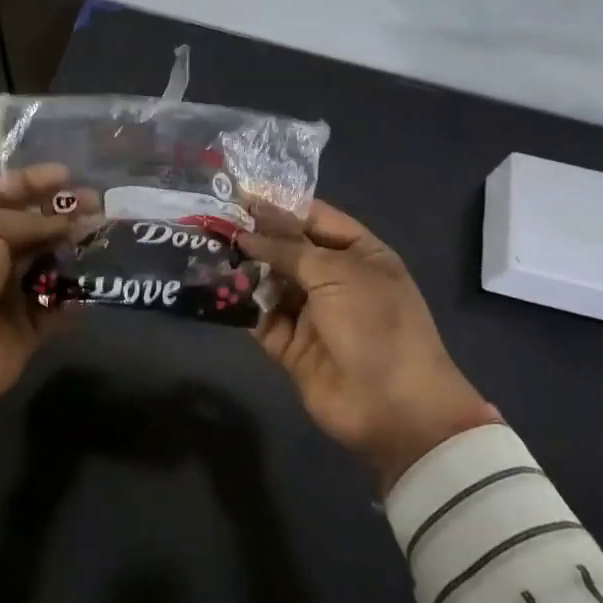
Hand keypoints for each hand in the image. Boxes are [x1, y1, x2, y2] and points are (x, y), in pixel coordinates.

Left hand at [0, 163, 78, 449]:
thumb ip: (29, 221)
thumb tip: (68, 222)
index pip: (1, 193)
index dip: (32, 182)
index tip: (66, 175)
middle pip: (30, 227)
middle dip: (62, 213)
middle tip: (97, 204)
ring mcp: (6, 293)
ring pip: (48, 263)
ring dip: (74, 249)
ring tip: (102, 235)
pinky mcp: (26, 328)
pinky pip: (57, 306)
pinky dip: (75, 294)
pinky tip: (97, 276)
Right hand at [239, 200, 500, 492]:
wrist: (394, 408)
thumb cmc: (374, 323)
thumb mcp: (335, 273)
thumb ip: (288, 249)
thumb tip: (246, 232)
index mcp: (358, 254)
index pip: (314, 218)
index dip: (279, 206)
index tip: (239, 195)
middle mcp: (334, 279)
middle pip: (288, 250)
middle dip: (255, 237)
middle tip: (213, 221)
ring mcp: (312, 314)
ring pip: (271, 282)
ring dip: (244, 269)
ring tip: (208, 249)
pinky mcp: (290, 346)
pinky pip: (261, 318)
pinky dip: (241, 305)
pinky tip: (215, 288)